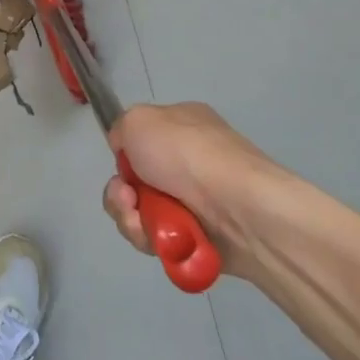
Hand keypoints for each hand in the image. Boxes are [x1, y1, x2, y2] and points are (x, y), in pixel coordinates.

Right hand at [102, 102, 286, 269]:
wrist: (240, 209)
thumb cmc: (187, 154)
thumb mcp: (139, 120)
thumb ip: (121, 129)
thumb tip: (127, 156)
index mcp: (181, 125)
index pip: (140, 140)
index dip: (124, 156)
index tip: (123, 165)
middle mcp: (189, 161)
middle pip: (134, 181)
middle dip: (120, 193)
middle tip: (127, 198)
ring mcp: (196, 201)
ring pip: (141, 212)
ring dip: (130, 218)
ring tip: (140, 222)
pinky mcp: (200, 237)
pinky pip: (159, 239)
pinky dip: (150, 239)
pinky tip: (157, 238)